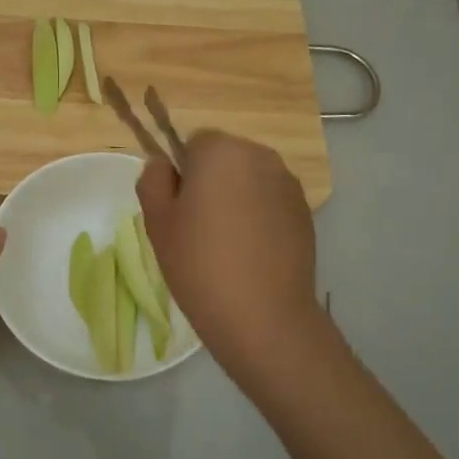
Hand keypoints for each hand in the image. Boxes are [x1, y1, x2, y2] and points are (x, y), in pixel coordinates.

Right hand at [136, 131, 325, 371]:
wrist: (263, 316)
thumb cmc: (200, 264)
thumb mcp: (157, 222)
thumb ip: (153, 180)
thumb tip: (163, 165)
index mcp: (221, 151)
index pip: (194, 142)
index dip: (182, 173)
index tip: (178, 209)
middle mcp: (261, 156)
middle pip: (226, 158)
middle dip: (211, 182)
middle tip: (198, 228)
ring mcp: (288, 185)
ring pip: (250, 180)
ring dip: (237, 198)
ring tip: (227, 245)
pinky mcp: (305, 213)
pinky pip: (271, 202)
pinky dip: (259, 217)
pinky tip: (251, 254)